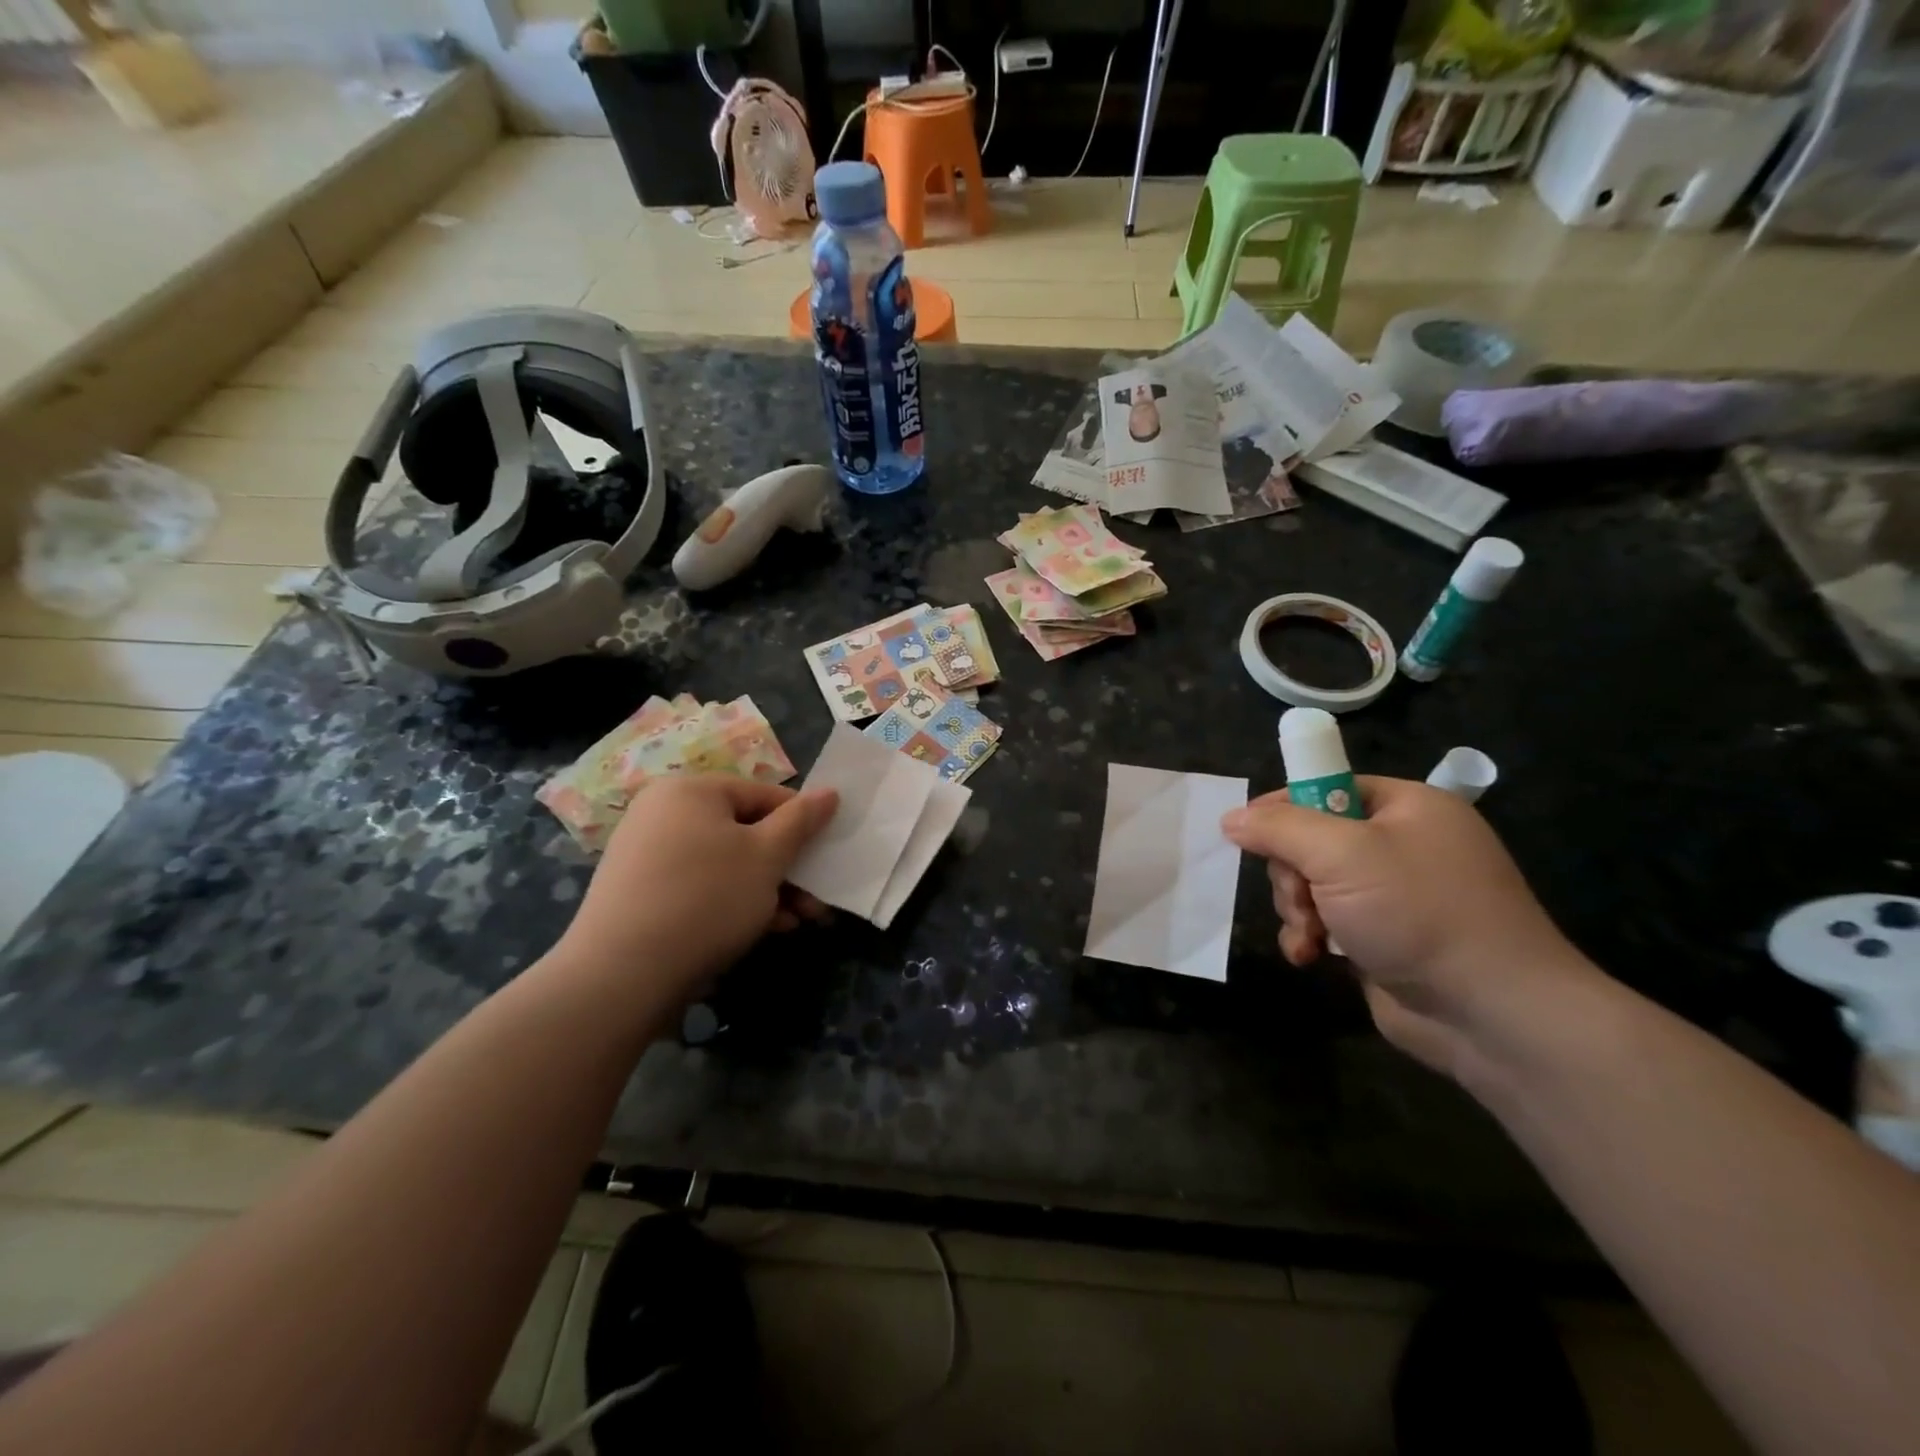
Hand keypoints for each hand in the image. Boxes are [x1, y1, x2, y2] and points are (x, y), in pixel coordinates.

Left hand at [555, 775, 837, 1003]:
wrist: (621, 975)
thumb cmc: (706, 898)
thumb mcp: (767, 857)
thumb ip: (801, 821)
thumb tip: (830, 792)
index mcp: (691, 790)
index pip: (764, 795)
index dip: (802, 825)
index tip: (827, 858)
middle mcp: (664, 812)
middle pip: (745, 832)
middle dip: (787, 868)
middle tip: (816, 901)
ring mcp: (647, 853)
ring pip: (726, 863)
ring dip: (767, 890)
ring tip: (796, 922)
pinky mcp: (640, 893)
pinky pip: (700, 885)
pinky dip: (733, 902)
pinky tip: (762, 930)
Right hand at [1221, 777, 1592, 1078]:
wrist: (1492, 1014)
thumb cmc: (1418, 913)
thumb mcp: (1341, 854)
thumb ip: (1279, 829)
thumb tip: (1231, 819)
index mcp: (1406, 807)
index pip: (1326, 787)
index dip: (1283, 807)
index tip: (1247, 833)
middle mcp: (1401, 844)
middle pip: (1311, 840)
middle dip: (1292, 873)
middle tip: (1300, 898)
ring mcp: (1393, 895)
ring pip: (1312, 884)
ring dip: (1297, 909)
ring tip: (1309, 936)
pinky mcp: (1382, 938)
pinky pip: (1325, 921)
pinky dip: (1310, 937)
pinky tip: (1308, 957)